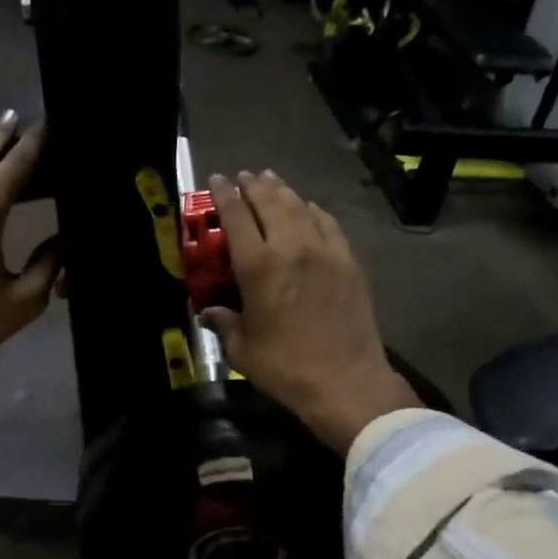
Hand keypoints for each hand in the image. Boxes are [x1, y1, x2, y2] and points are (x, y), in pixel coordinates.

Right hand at [202, 171, 418, 454]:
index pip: (236, 215)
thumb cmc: (286, 368)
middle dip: (253, 185)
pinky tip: (308, 208)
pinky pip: (328, 223)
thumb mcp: (243, 349)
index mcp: (258, 266)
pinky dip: (313, 210)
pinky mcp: (348, 261)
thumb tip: (208, 313)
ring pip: (299, 206)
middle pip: (269, 202)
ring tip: (271, 181)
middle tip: (244, 176)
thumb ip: (224, 323)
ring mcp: (324, 251)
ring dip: (282, 191)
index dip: (224, 193)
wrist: (346, 382)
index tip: (216, 179)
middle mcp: (290, 247)